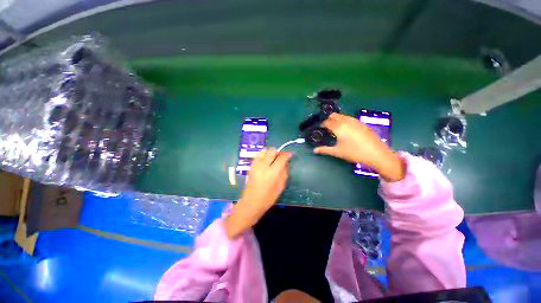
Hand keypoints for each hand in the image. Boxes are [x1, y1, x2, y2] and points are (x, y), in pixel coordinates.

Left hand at [224, 148, 292, 237]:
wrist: (252, 201)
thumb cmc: (268, 197)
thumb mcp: (280, 186)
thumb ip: (284, 173)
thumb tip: (286, 163)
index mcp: (273, 172)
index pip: (281, 158)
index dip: (287, 154)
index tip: (290, 154)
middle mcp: (264, 165)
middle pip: (272, 151)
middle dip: (278, 151)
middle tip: (281, 156)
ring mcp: (256, 165)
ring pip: (264, 151)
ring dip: (270, 152)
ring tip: (273, 158)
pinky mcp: (251, 166)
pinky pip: (258, 155)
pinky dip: (263, 155)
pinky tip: (266, 161)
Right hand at [313, 113, 405, 181]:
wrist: (376, 153)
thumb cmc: (354, 152)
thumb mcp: (337, 152)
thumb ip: (324, 150)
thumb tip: (314, 150)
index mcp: (338, 127)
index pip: (326, 122)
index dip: (321, 124)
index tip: (318, 128)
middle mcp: (346, 120)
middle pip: (334, 115)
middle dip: (328, 119)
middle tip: (325, 127)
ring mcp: (355, 121)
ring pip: (342, 116)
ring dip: (336, 119)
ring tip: (334, 128)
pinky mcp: (361, 123)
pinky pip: (349, 119)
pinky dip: (344, 121)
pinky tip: (345, 130)